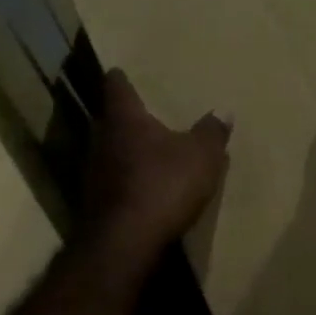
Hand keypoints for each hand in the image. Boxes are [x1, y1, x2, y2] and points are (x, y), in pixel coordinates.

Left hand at [86, 70, 231, 244]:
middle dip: (125, 117)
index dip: (121, 79)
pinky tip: (142, 187)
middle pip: (110, 120)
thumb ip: (211, 132)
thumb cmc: (164, 185)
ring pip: (108, 151)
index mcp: (125, 120)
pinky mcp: (94, 204)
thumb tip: (223, 111)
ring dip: (124, 150)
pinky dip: (125, 179)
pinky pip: (112, 181)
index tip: (120, 71)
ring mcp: (92, 173)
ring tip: (146, 151)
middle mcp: (102, 140)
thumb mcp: (202, 156)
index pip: (117, 88)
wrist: (124, 243)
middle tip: (142, 113)